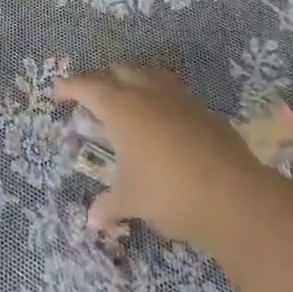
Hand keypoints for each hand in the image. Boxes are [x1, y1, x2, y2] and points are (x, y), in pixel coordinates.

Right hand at [56, 64, 263, 241]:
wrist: (233, 195)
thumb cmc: (168, 191)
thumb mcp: (131, 200)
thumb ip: (109, 205)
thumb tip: (92, 221)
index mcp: (120, 107)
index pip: (86, 86)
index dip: (69, 88)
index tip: (59, 95)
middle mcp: (146, 92)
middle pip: (118, 71)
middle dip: (104, 80)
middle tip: (96, 100)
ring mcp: (178, 98)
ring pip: (149, 75)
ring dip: (135, 82)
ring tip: (130, 103)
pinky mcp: (204, 110)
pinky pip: (174, 94)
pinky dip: (162, 101)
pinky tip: (165, 123)